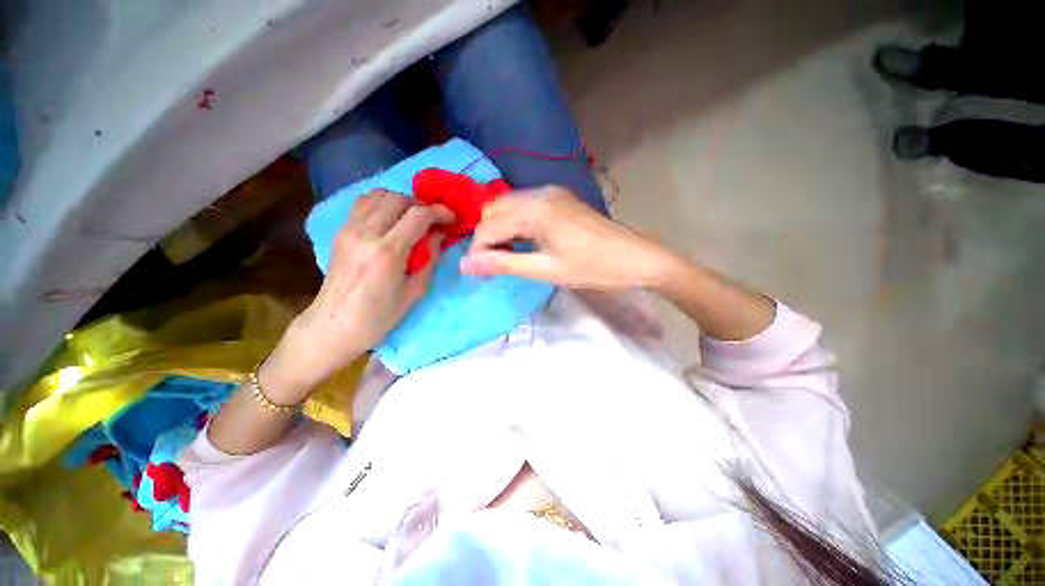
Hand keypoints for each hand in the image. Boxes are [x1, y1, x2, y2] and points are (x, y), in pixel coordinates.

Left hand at [262, 189, 451, 400]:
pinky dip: (382, 203)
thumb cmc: (378, 317)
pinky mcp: (340, 231)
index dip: (439, 212)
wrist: (332, 325)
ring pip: (378, 195)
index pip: (417, 215)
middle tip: (432, 220)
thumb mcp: (414, 292)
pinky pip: (363, 203)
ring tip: (412, 218)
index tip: (451, 218)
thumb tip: (439, 235)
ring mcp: (349, 229)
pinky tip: (391, 219)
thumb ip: (430, 259)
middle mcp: (365, 233)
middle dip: (421, 205)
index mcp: (387, 252)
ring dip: (401, 201)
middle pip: (397, 198)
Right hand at [461, 187, 678, 289]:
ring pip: (509, 207)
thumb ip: (504, 264)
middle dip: (487, 237)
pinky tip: (523, 242)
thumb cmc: (593, 268)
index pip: (489, 226)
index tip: (478, 273)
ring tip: (506, 256)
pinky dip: (516, 224)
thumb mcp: (546, 269)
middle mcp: (540, 193)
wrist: (636, 258)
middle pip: (495, 210)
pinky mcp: (560, 199)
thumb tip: (466, 265)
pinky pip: (525, 207)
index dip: (479, 250)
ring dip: (501, 230)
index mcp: (535, 209)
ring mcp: (551, 193)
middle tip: (493, 265)